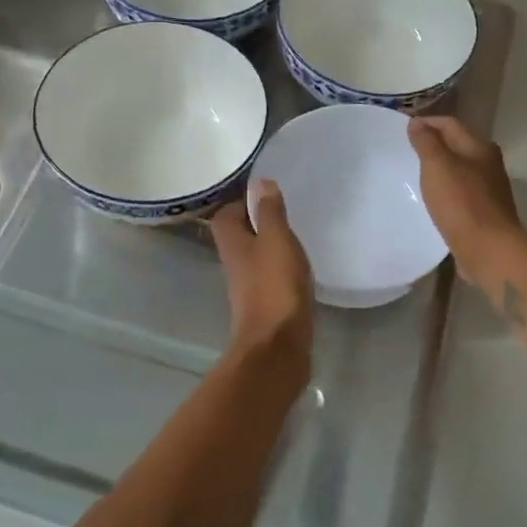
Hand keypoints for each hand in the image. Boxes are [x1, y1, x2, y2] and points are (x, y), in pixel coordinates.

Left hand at [211, 180, 313, 376]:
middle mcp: (234, 262)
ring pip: (256, 256)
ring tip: (296, 237)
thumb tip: (259, 182)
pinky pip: (270, 276)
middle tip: (286, 213)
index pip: (226, 214)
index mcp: (231, 242)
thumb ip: (269, 211)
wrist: (277, 345)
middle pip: (239, 235)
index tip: (267, 196)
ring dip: (271, 246)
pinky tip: (300, 268)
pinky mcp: (265, 304)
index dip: (242, 202)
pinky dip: (282, 269)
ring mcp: (248, 286)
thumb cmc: (274, 285)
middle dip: (258, 223)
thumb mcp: (276, 239)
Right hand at [408, 116, 522, 290]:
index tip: (402, 128)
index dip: (426, 123)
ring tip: (414, 174)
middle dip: (433, 145)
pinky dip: (445, 190)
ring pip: (459, 170)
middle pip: (457, 146)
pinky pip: (460, 193)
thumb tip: (417, 123)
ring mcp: (489, 190)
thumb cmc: (461, 203)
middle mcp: (488, 164)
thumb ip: (426, 142)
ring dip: (439, 169)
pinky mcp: (484, 213)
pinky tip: (432, 200)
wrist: (488, 249)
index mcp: (480, 147)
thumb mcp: (438, 166)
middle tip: (405, 151)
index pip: (450, 124)